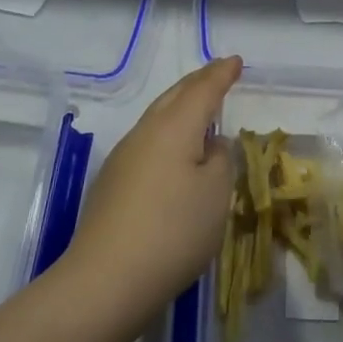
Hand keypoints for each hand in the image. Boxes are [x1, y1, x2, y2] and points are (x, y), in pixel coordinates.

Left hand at [57, 56, 241, 328]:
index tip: (236, 61)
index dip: (221, 74)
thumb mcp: (216, 193)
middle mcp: (144, 134)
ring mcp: (123, 159)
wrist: (106, 280)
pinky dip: (168, 135)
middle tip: (218, 74)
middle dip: (198, 83)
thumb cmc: (173, 230)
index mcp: (173, 128)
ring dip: (180, 108)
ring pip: (157, 119)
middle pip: (173, 97)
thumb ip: (220, 160)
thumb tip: (209, 145)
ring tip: (199, 109)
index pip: (202, 89)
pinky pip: (147, 144)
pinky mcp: (112, 185)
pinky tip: (175, 154)